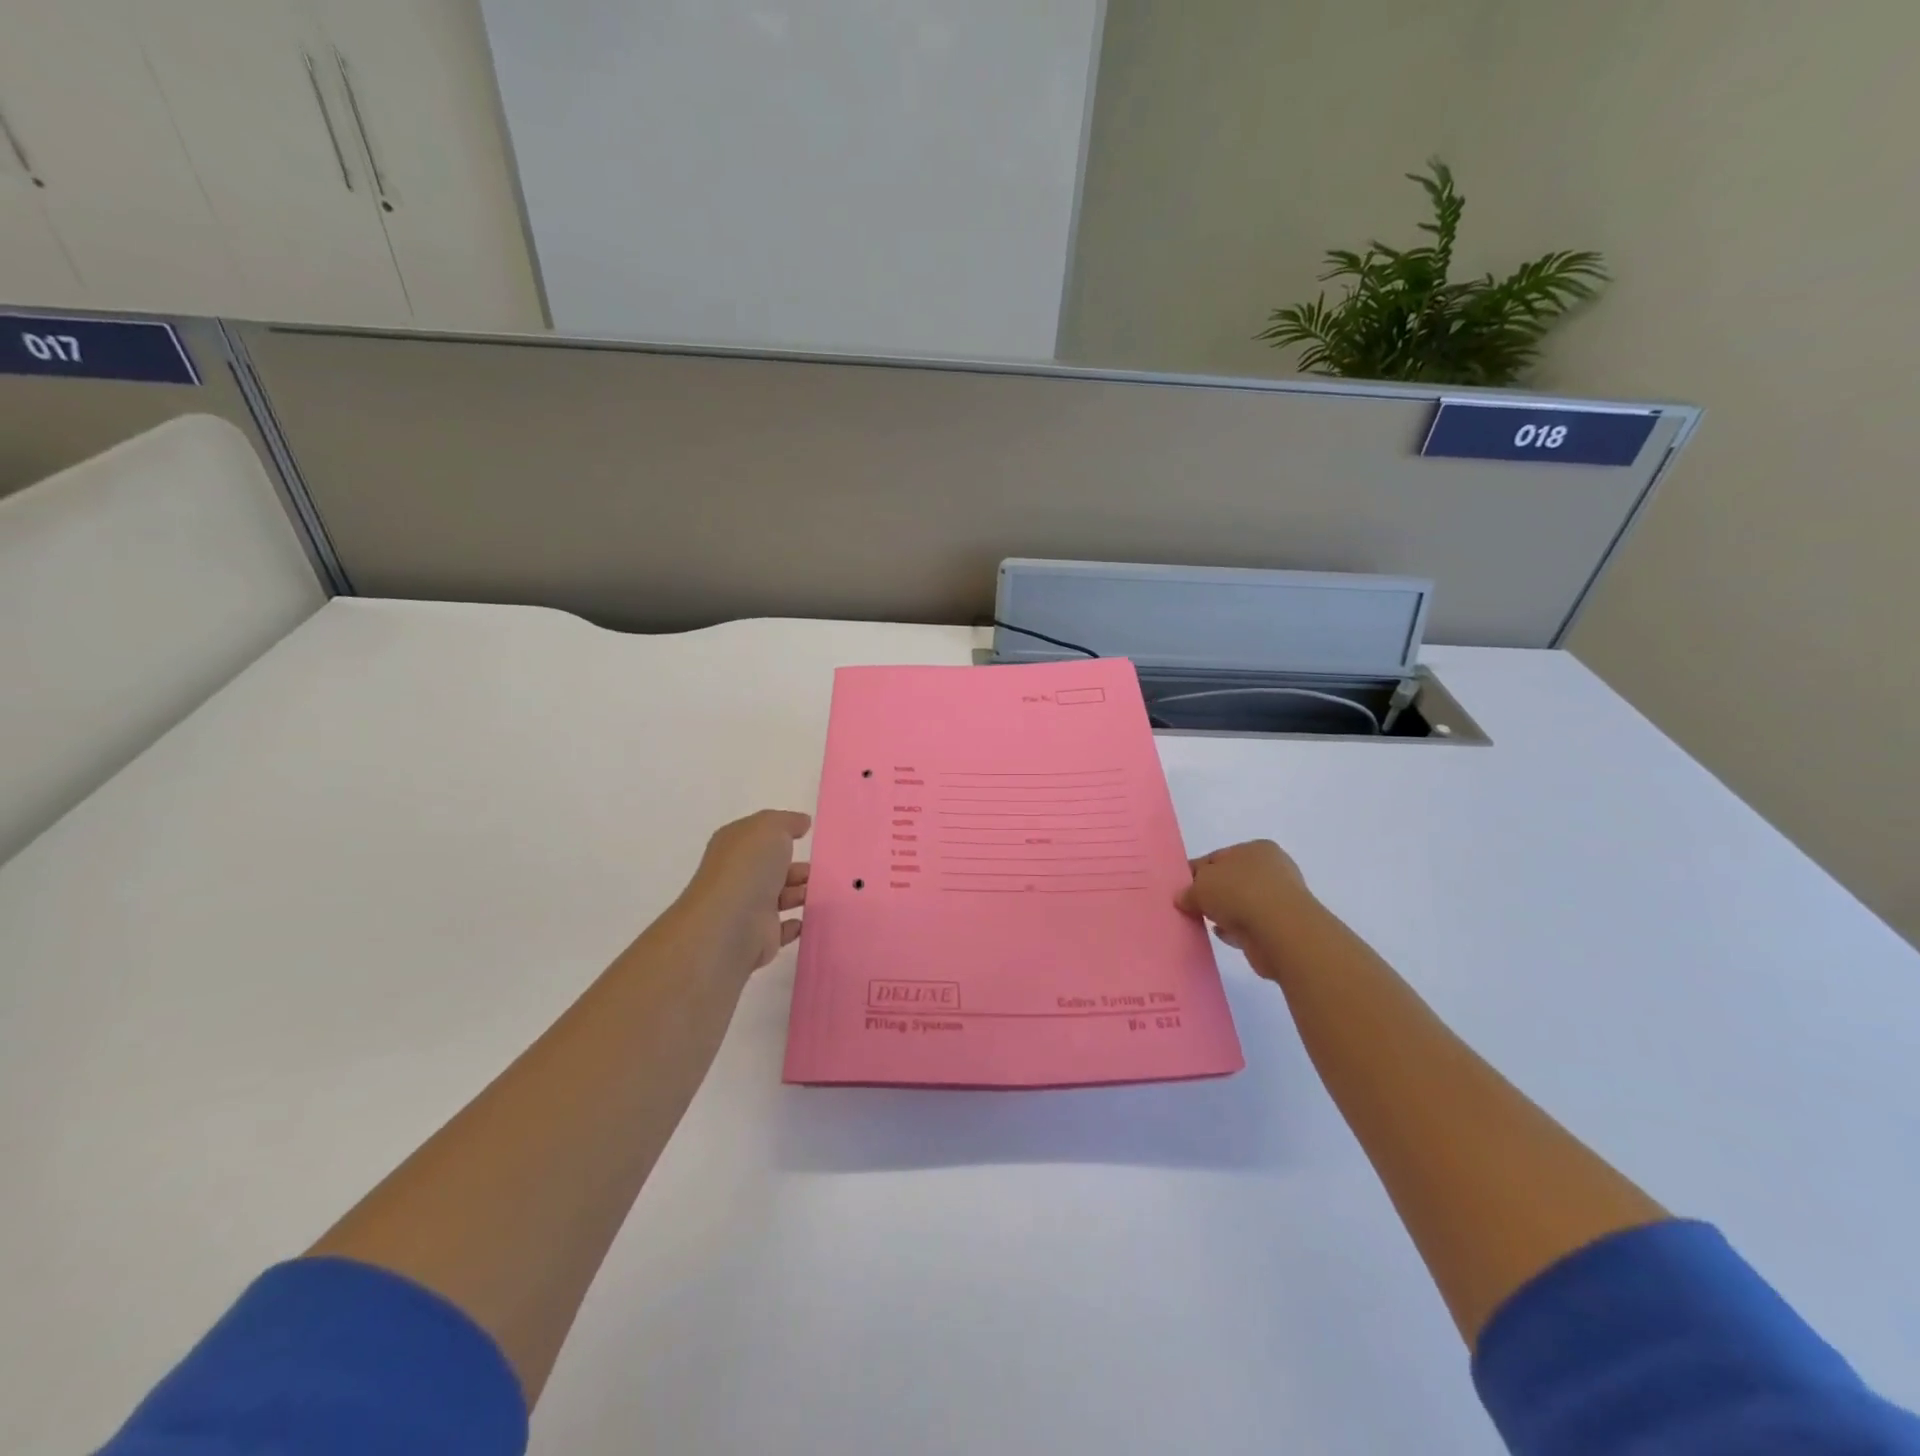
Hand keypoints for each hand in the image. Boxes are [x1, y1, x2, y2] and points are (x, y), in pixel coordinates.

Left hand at [672, 810, 810, 977]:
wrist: (730, 925)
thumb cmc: (749, 868)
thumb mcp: (770, 828)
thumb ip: (787, 821)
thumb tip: (801, 823)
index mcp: (734, 847)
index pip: (758, 836)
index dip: (780, 833)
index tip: (807, 834)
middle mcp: (737, 876)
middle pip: (770, 868)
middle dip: (797, 867)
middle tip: (822, 868)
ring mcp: (746, 908)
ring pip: (779, 897)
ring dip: (800, 893)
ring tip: (824, 891)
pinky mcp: (758, 938)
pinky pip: (781, 929)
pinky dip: (796, 924)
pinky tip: (809, 918)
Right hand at [1175, 839, 1316, 977]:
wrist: (1280, 932)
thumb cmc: (1239, 894)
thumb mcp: (1201, 885)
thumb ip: (1188, 890)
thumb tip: (1183, 898)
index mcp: (1255, 849)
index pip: (1217, 857)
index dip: (1196, 871)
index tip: (1180, 888)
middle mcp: (1271, 870)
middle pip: (1230, 880)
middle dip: (1211, 893)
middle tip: (1189, 906)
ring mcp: (1279, 899)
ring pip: (1241, 904)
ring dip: (1224, 913)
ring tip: (1203, 923)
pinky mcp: (1281, 927)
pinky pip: (1250, 925)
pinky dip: (1236, 929)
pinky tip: (1222, 934)